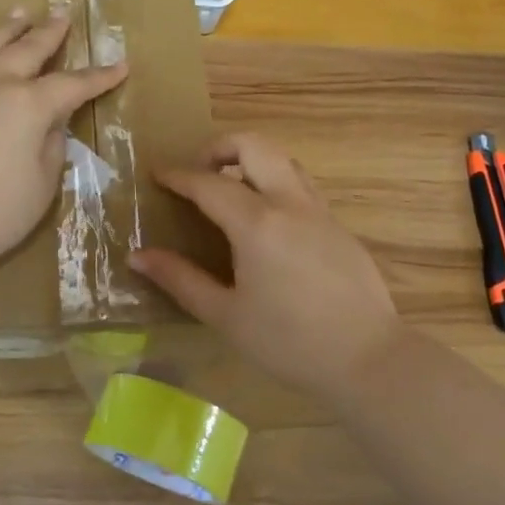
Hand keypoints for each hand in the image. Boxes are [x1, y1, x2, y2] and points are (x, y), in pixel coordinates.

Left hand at [0, 11, 126, 276]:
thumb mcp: (41, 185)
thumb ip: (52, 148)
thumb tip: (51, 125)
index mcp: (30, 106)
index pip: (73, 85)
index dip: (99, 77)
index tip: (120, 65)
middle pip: (28, 49)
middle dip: (50, 33)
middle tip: (63, 16)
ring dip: (9, 27)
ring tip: (21, 11)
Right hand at [130, 133, 403, 404]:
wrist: (367, 358)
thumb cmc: (288, 342)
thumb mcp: (225, 315)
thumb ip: (180, 280)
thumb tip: (137, 257)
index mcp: (257, 224)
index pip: (209, 183)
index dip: (178, 175)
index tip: (157, 174)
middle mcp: (290, 204)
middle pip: (255, 146)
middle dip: (220, 147)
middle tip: (198, 172)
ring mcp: (320, 212)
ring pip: (284, 161)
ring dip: (252, 162)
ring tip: (230, 191)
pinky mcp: (339, 227)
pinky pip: (302, 187)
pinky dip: (275, 184)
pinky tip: (267, 224)